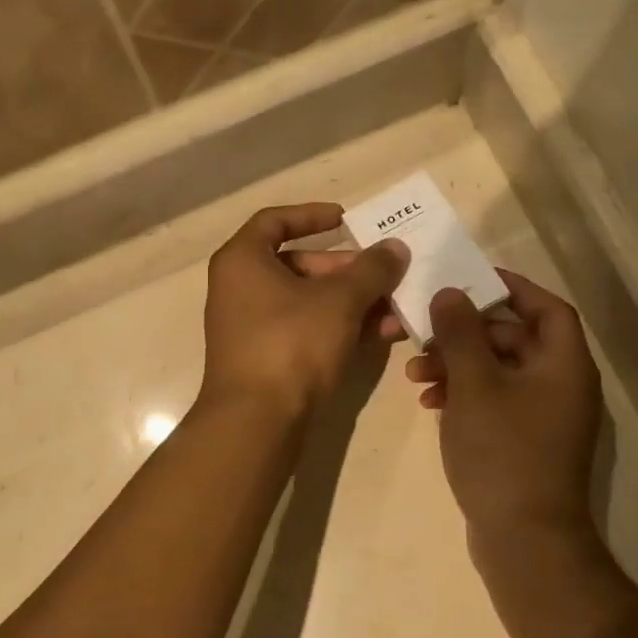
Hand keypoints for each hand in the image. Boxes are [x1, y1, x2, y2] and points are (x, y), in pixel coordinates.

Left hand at [199, 204, 409, 419]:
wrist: (258, 422)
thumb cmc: (292, 344)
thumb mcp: (340, 301)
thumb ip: (371, 269)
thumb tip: (396, 247)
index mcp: (243, 261)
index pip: (275, 221)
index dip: (312, 215)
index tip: (348, 220)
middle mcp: (241, 289)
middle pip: (300, 264)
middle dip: (348, 270)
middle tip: (385, 274)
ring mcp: (253, 327)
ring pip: (309, 301)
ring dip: (353, 302)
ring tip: (396, 308)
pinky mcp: (268, 359)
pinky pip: (307, 330)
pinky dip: (340, 327)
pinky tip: (383, 334)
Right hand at [407, 270, 602, 543]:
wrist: (524, 538)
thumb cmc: (503, 450)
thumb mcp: (475, 384)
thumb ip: (460, 333)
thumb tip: (451, 292)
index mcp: (564, 364)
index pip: (546, 307)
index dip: (510, 288)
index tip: (468, 280)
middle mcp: (562, 385)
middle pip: (516, 339)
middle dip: (467, 334)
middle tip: (426, 334)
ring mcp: (544, 417)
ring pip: (499, 372)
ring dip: (459, 366)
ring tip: (417, 374)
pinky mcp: (525, 442)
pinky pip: (495, 402)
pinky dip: (465, 395)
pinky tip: (431, 403)